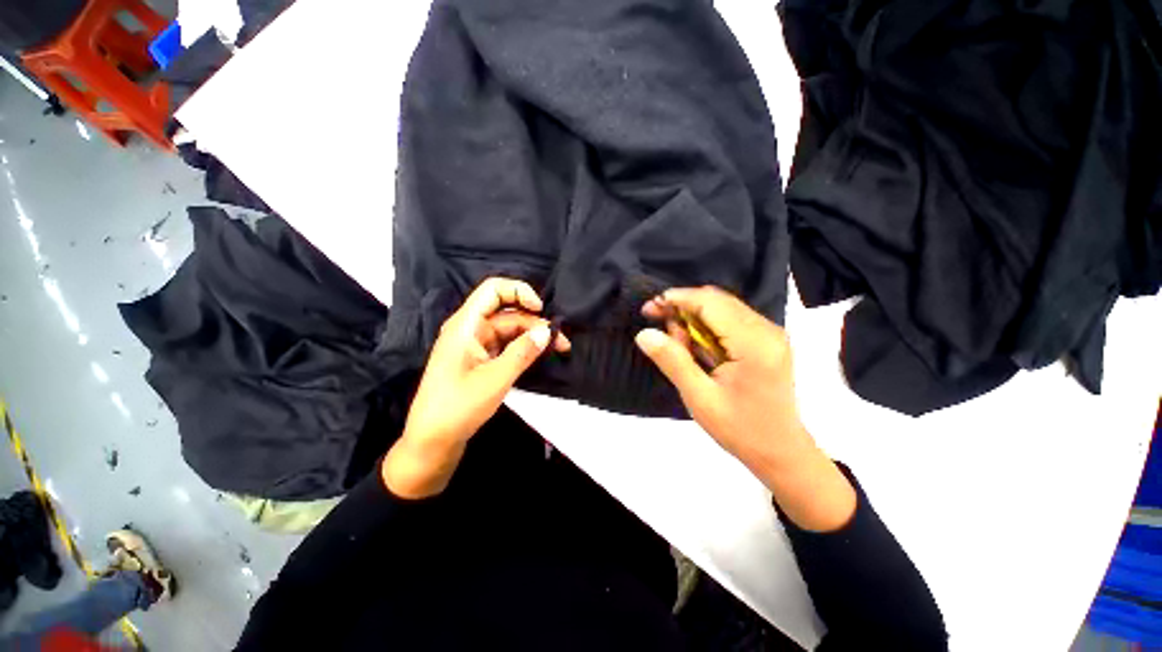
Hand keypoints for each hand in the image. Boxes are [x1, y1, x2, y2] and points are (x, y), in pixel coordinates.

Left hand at [383, 278, 569, 498]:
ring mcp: (475, 345)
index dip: (519, 291)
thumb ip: (523, 352)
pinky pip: (506, 345)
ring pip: (510, 330)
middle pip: (507, 312)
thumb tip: (547, 332)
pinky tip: (540, 356)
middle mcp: (471, 329)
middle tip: (561, 342)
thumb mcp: (495, 379)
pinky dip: (523, 348)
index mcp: (466, 325)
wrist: (432, 442)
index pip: (493, 290)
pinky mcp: (480, 360)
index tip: (541, 310)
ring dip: (532, 337)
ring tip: (558, 350)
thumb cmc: (458, 407)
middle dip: (535, 322)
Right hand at [635, 286, 855, 530]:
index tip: (650, 308)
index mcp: (754, 344)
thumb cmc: (740, 429)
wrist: (781, 452)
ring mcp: (770, 334)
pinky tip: (696, 346)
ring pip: (723, 307)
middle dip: (683, 306)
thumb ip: (673, 362)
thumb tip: (644, 334)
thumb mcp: (699, 398)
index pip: (710, 302)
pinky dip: (707, 326)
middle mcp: (767, 330)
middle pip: (717, 300)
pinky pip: (731, 319)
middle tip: (658, 324)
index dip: (677, 299)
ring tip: (677, 342)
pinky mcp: (767, 340)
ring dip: (694, 317)